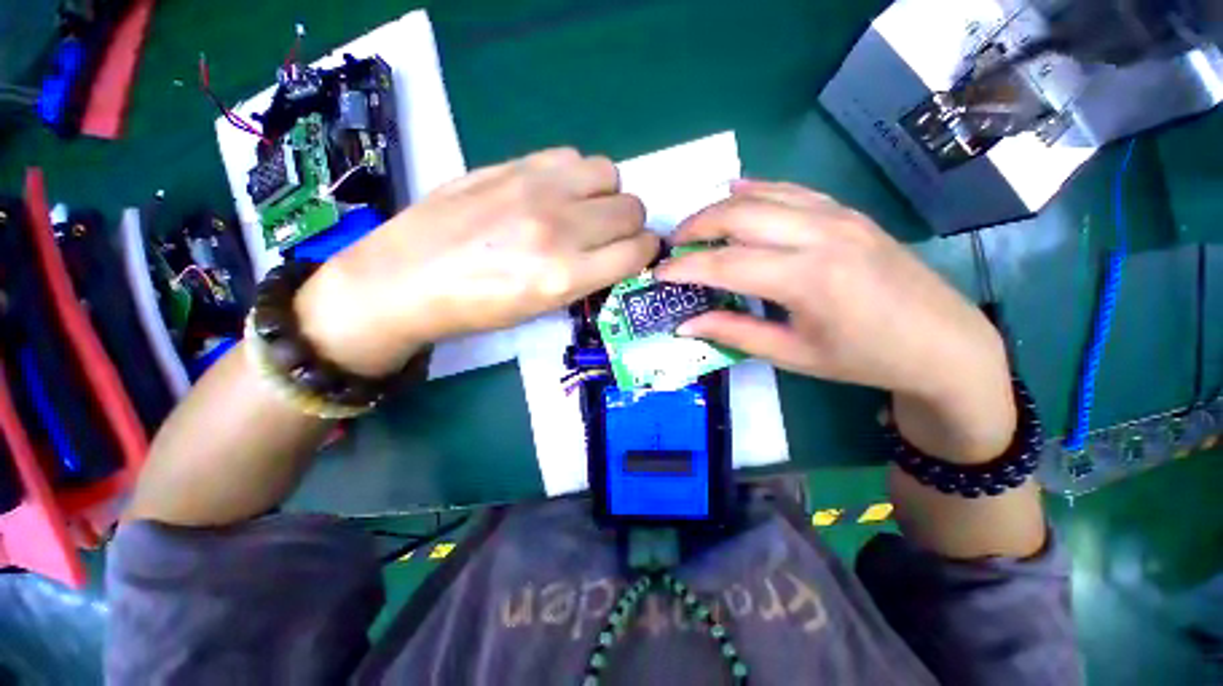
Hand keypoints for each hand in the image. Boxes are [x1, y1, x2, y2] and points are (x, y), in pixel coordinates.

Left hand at [297, 148, 658, 375]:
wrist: (405, 281)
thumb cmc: (477, 309)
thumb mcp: (542, 308)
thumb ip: (586, 277)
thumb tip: (616, 254)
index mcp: (565, 275)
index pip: (637, 251)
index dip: (646, 252)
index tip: (637, 255)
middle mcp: (558, 228)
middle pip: (631, 209)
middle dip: (630, 225)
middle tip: (608, 236)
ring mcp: (534, 190)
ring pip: (609, 174)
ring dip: (607, 195)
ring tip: (583, 211)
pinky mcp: (511, 166)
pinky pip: (571, 156)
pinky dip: (576, 175)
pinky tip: (555, 193)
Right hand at [656, 180, 1014, 462]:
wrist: (942, 342)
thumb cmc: (863, 358)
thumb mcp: (792, 355)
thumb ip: (734, 333)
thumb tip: (686, 324)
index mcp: (807, 279)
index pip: (725, 263)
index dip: (685, 268)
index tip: (658, 273)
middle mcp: (820, 236)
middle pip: (739, 214)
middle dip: (696, 226)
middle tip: (672, 245)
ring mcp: (838, 216)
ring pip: (763, 195)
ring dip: (720, 207)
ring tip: (695, 225)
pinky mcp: (848, 212)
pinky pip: (792, 191)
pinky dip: (757, 189)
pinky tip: (736, 191)